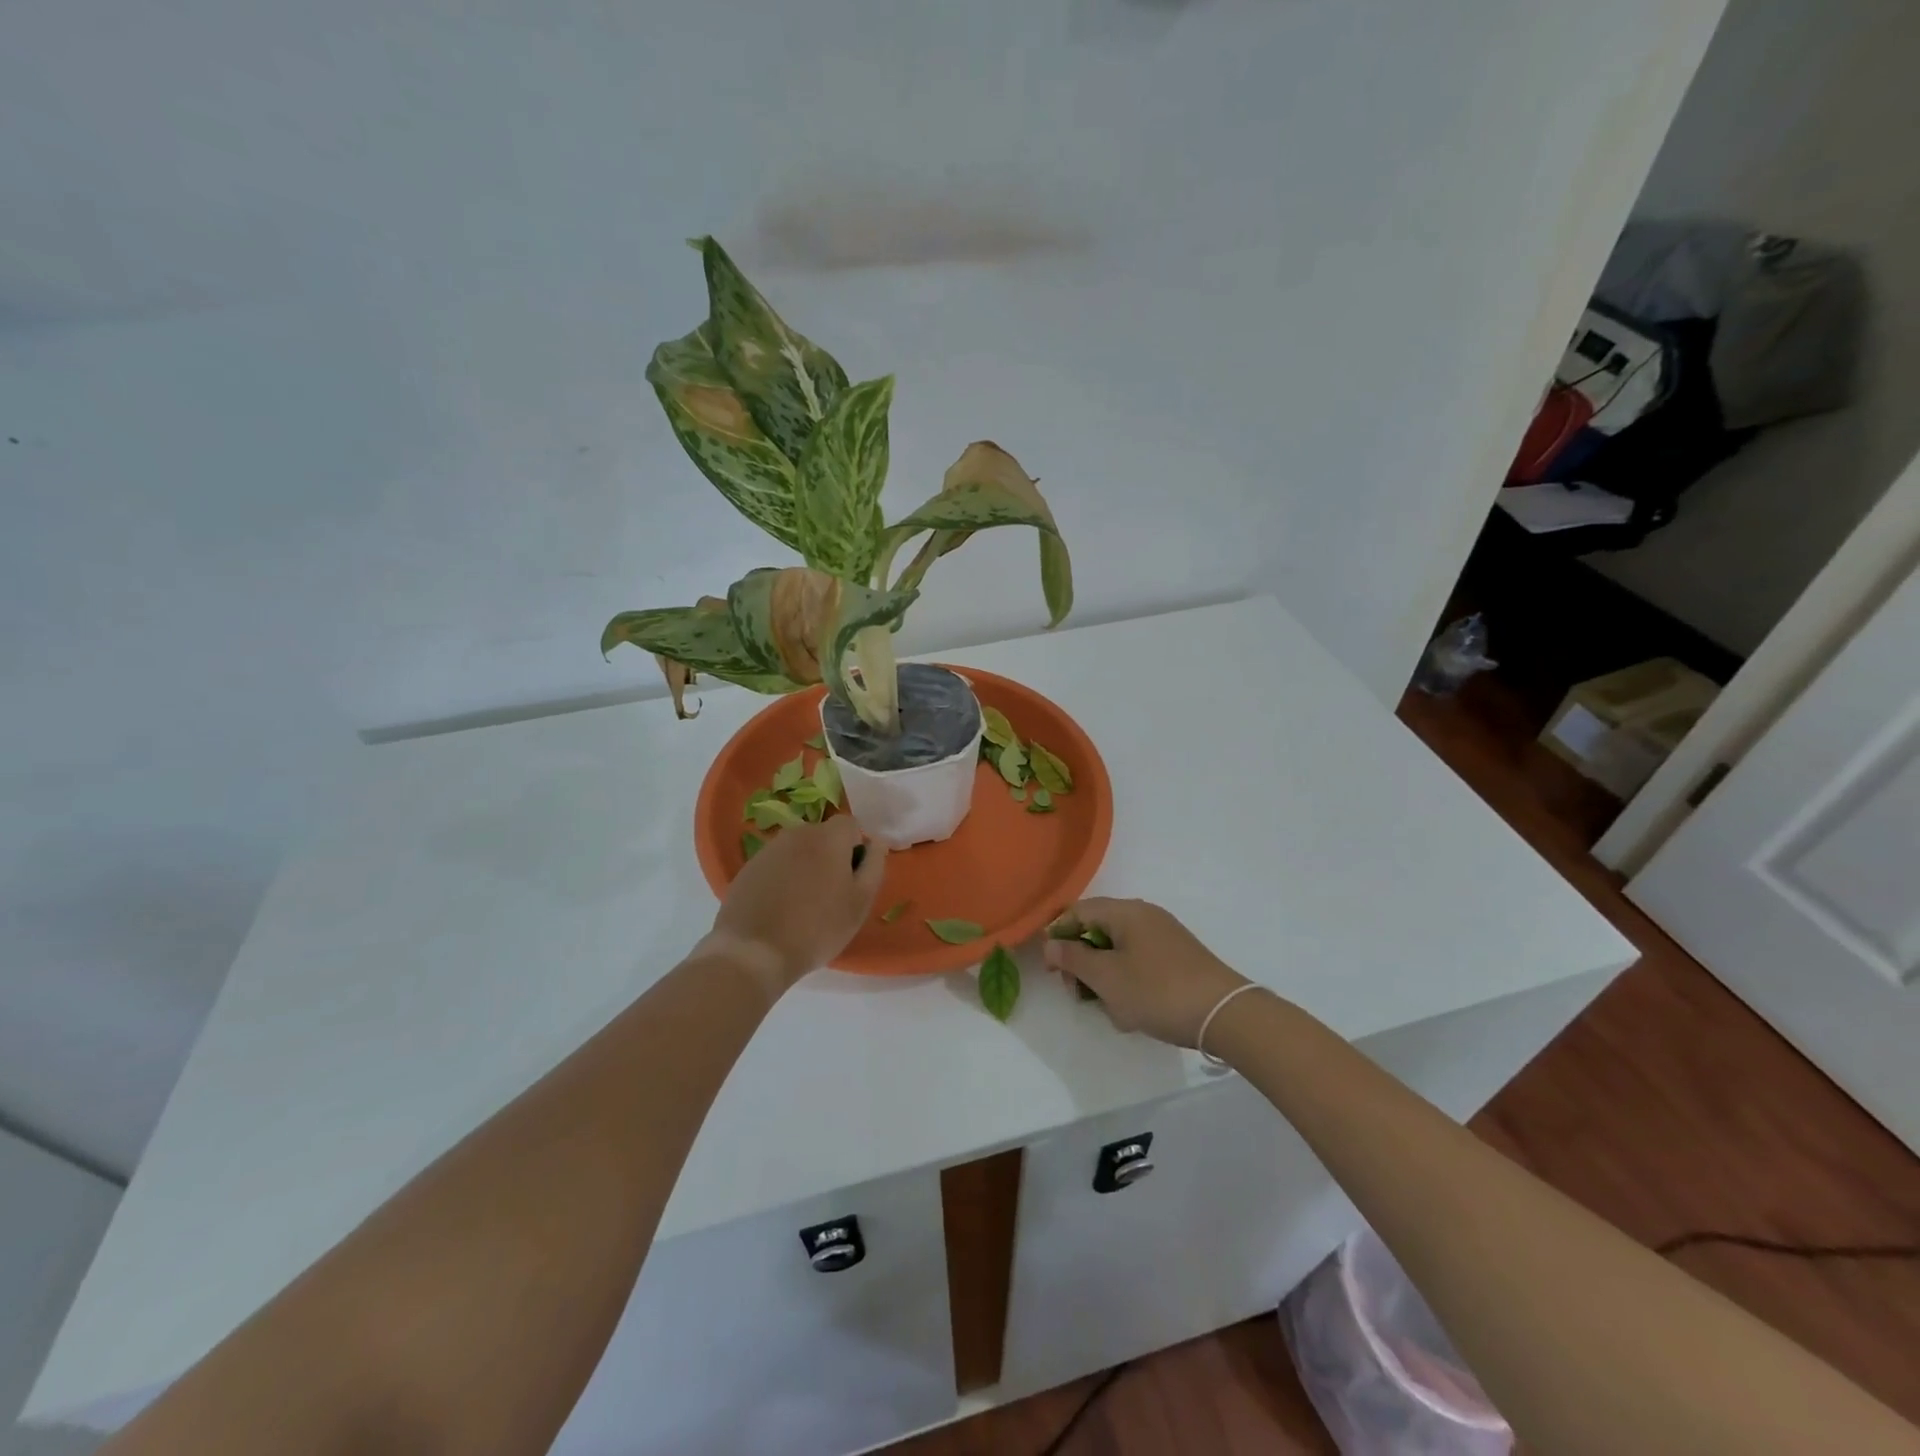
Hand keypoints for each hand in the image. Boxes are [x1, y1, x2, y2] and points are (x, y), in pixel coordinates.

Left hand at [702, 815, 886, 993]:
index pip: (851, 825)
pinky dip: (782, 879)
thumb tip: (876, 842)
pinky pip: (776, 865)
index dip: (856, 849)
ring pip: (798, 851)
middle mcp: (797, 833)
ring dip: (806, 867)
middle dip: (830, 857)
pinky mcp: (748, 868)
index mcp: (828, 837)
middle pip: (823, 836)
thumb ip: (874, 865)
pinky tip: (779, 909)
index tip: (852, 879)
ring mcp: (768, 850)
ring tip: (803, 905)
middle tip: (830, 895)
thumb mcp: (860, 902)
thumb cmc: (818, 928)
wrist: (754, 952)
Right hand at [1043, 898, 1249, 1046]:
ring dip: (1106, 980)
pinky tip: (1134, 1014)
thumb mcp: (1106, 978)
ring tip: (1113, 1011)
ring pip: (1118, 952)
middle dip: (1083, 963)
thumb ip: (1073, 958)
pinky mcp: (1177, 958)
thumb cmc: (1158, 991)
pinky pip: (1139, 964)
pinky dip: (1129, 985)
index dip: (1059, 936)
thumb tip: (1050, 944)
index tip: (1053, 970)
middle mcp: (1144, 916)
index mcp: (1126, 911)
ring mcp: (1164, 937)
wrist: (1225, 1014)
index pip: (1078, 911)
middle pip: (1097, 931)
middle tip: (1079, 994)